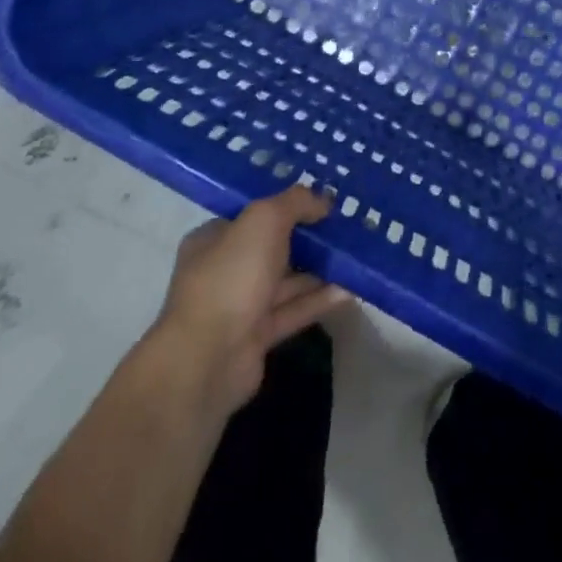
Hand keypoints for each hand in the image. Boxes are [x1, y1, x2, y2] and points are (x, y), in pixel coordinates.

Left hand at [151, 185, 349, 412]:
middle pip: (273, 247)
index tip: (322, 201)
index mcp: (214, 239)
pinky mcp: (256, 337)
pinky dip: (319, 300)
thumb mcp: (265, 219)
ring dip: (319, 269)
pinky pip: (293, 311)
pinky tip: (350, 289)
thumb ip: (295, 202)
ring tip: (356, 256)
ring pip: (286, 280)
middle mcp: (224, 270)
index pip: (253, 215)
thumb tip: (322, 200)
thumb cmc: (231, 276)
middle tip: (346, 226)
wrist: (206, 361)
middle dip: (308, 237)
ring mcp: (239, 306)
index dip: (287, 204)